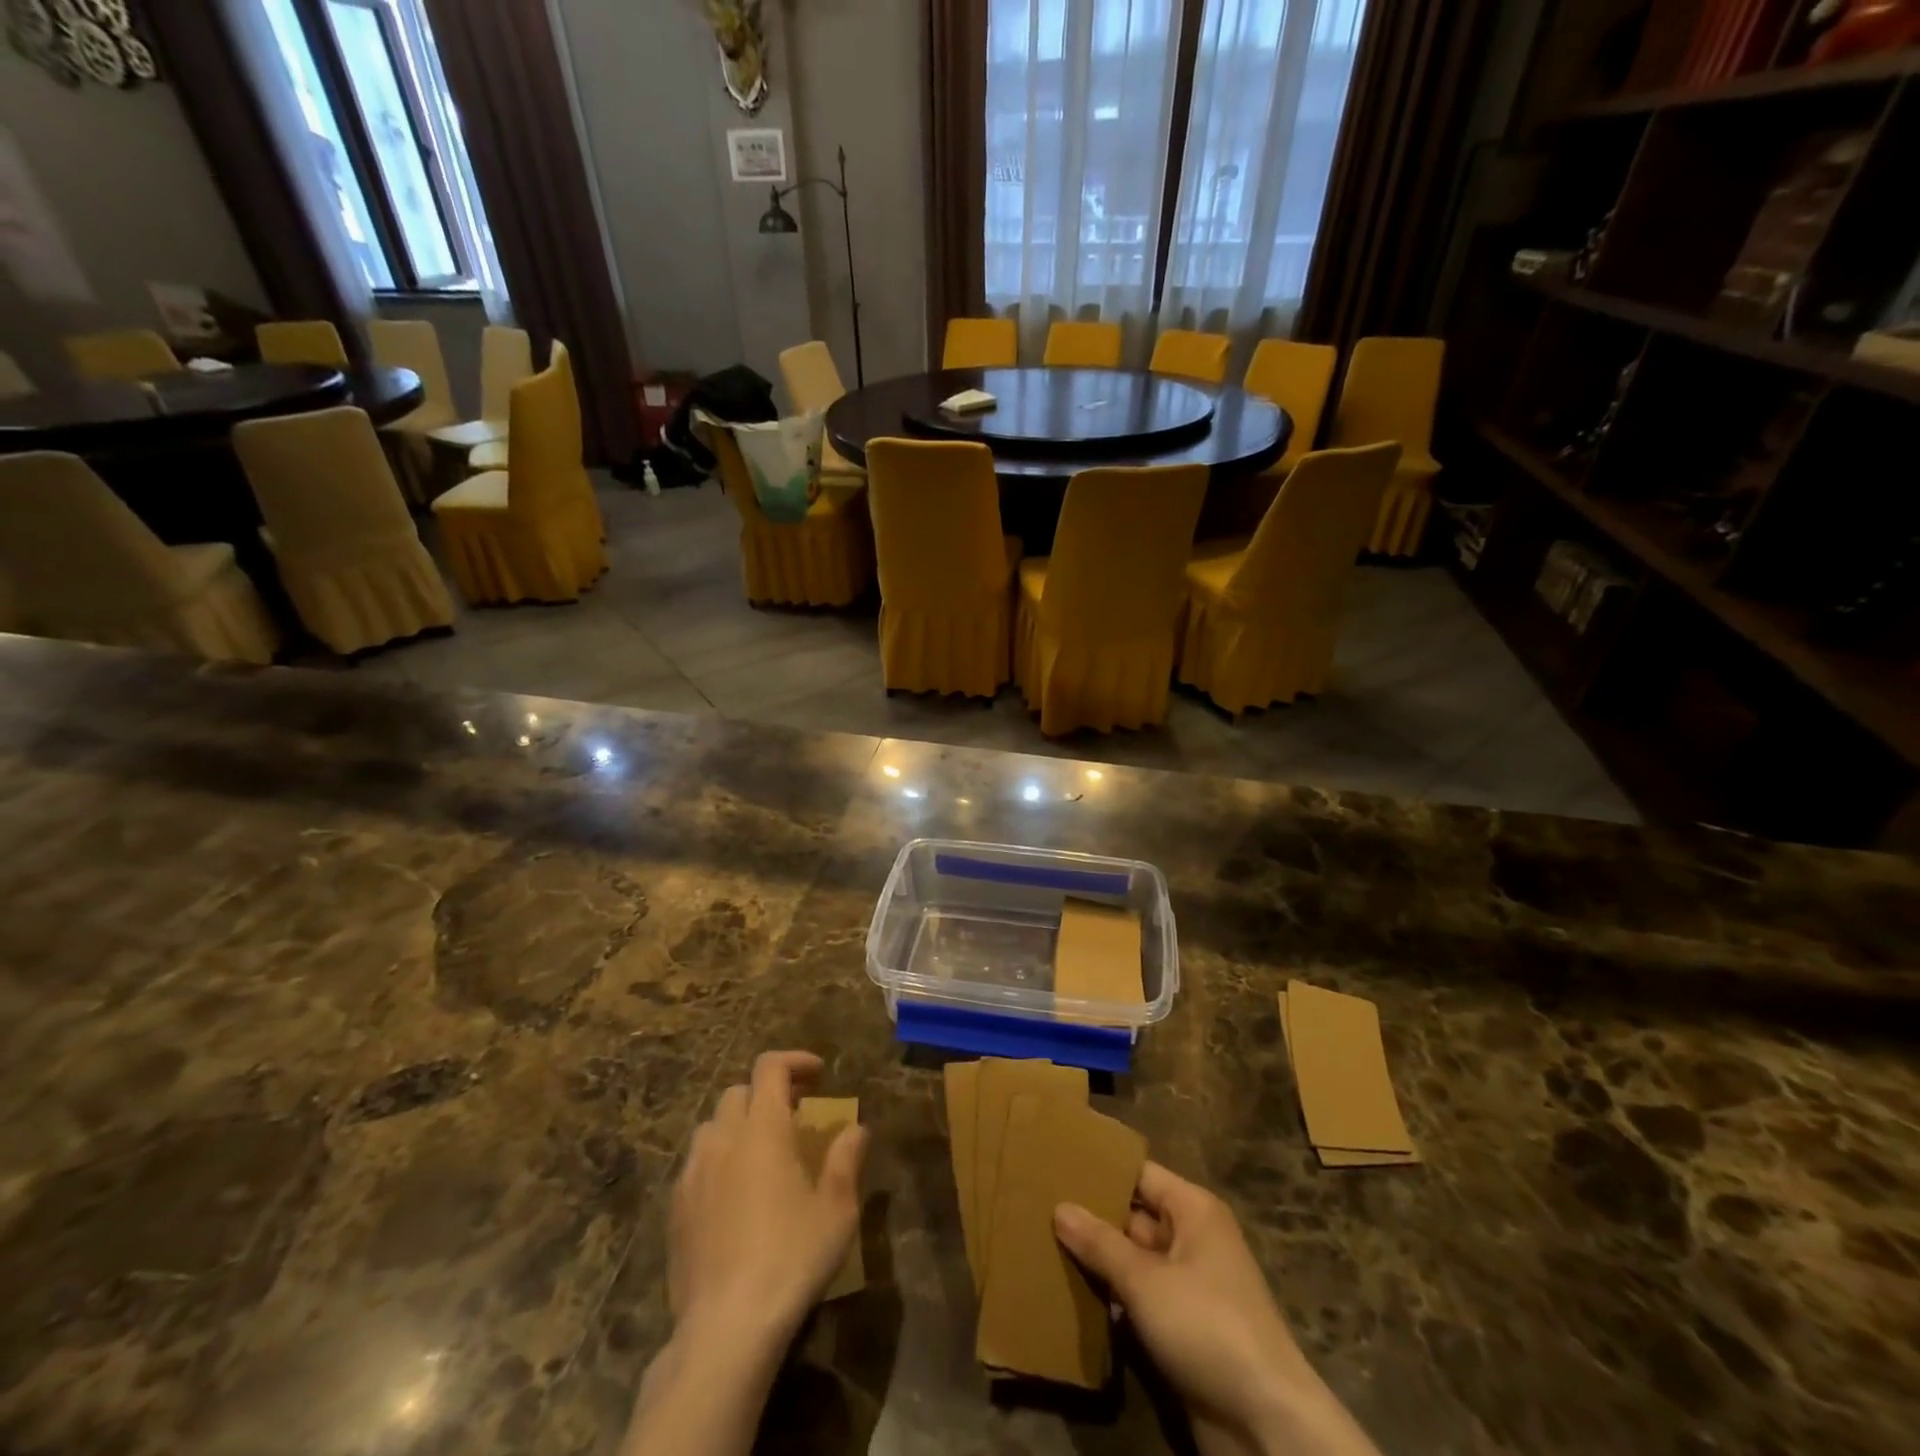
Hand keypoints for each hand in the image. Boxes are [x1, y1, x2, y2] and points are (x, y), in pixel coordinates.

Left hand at [669, 1050, 868, 1350]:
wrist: (726, 1328)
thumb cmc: (790, 1258)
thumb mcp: (836, 1209)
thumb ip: (846, 1159)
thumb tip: (857, 1127)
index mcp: (762, 1129)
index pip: (769, 1068)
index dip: (794, 1061)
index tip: (818, 1074)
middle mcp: (722, 1140)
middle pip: (738, 1092)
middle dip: (767, 1094)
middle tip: (795, 1116)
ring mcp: (692, 1174)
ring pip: (712, 1127)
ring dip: (739, 1125)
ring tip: (763, 1153)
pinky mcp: (675, 1209)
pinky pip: (696, 1165)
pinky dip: (719, 1160)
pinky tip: (735, 1195)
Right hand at [1054, 1163, 1379, 1455]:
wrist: (1266, 1424)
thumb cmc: (1207, 1326)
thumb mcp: (1145, 1280)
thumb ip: (1100, 1243)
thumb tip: (1060, 1207)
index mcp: (1193, 1210)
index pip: (1140, 1173)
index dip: (1101, 1169)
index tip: (1056, 1164)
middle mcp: (1194, 1238)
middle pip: (1135, 1215)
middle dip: (1093, 1216)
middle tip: (1039, 1207)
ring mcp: (1191, 1285)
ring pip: (1135, 1259)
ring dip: (1100, 1260)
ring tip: (1045, 1246)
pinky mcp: (1186, 1327)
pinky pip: (1142, 1297)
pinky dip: (1114, 1296)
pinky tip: (1074, 1296)